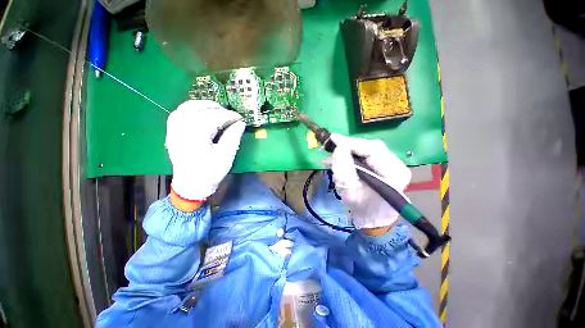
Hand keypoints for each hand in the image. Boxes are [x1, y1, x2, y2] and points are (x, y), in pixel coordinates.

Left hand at [166, 100, 245, 201]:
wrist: (191, 185)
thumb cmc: (210, 172)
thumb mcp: (226, 156)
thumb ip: (233, 137)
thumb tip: (240, 123)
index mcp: (196, 136)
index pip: (213, 117)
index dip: (229, 115)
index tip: (239, 117)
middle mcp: (181, 129)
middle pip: (197, 108)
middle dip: (216, 108)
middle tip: (229, 114)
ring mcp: (174, 130)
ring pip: (185, 108)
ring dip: (202, 105)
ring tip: (216, 110)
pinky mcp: (172, 133)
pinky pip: (178, 114)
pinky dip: (191, 110)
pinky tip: (200, 114)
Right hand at [325, 133, 411, 229]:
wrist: (374, 220)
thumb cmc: (363, 211)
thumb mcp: (350, 194)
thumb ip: (344, 171)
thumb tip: (338, 149)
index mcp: (394, 174)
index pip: (373, 149)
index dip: (351, 143)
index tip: (333, 139)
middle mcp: (397, 165)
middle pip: (370, 147)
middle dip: (348, 146)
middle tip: (330, 146)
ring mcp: (391, 164)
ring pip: (366, 149)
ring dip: (348, 151)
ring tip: (332, 158)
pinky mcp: (384, 165)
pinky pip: (365, 154)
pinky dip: (350, 155)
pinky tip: (338, 160)